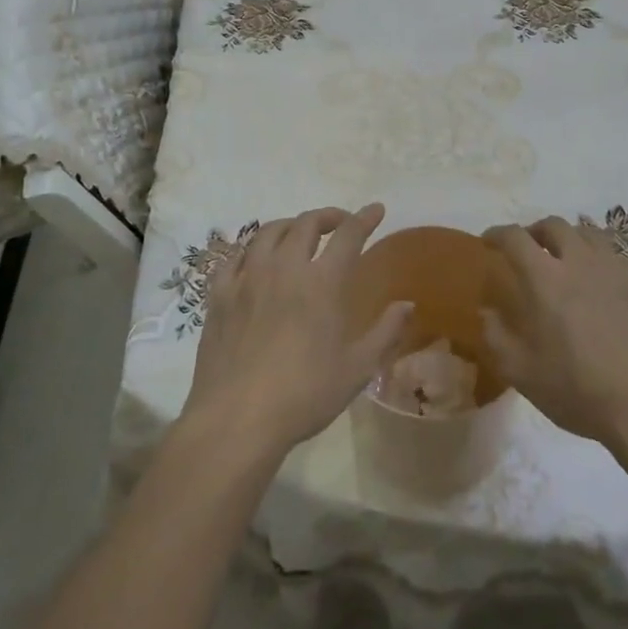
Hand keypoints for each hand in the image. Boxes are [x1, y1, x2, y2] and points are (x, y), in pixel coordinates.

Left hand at [183, 203, 412, 457]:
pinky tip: (257, 259)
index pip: (349, 235)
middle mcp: (284, 268)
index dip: (365, 218)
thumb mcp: (357, 369)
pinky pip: (236, 255)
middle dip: (328, 216)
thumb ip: (385, 332)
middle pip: (306, 224)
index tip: (376, 209)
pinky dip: (253, 248)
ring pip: (269, 231)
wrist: (236, 420)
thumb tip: (407, 304)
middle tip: (339, 223)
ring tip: (299, 234)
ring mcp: (247, 277)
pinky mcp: (219, 293)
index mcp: (322, 283)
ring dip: (290, 225)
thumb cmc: (304, 395)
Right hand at [482, 217, 627, 447]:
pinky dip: (598, 262)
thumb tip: (487, 311)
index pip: (515, 237)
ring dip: (569, 240)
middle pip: (554, 225)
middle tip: (529, 251)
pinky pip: (615, 258)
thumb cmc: (578, 390)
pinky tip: (600, 287)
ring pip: (588, 235)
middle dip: (535, 232)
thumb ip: (496, 336)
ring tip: (565, 261)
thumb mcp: (521, 373)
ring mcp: (617, 270)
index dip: (498, 234)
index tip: (489, 242)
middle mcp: (580, 262)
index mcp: (545, 278)